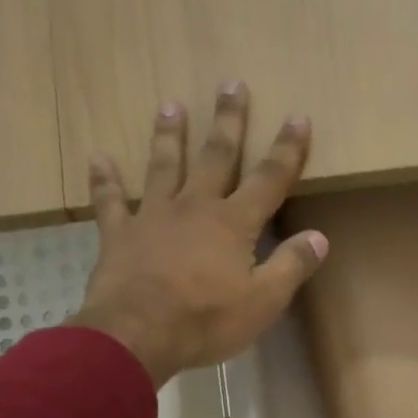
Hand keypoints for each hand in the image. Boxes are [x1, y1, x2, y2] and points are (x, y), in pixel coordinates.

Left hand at [68, 82, 327, 385]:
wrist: (138, 334)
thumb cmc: (208, 320)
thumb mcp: (264, 301)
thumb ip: (291, 266)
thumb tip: (319, 237)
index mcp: (233, 223)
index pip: (268, 179)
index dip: (287, 150)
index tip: (297, 117)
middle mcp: (194, 207)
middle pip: (215, 157)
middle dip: (228, 122)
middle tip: (230, 84)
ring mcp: (152, 217)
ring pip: (163, 167)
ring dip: (169, 136)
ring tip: (171, 105)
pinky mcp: (119, 234)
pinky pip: (110, 201)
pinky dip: (105, 180)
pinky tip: (99, 158)